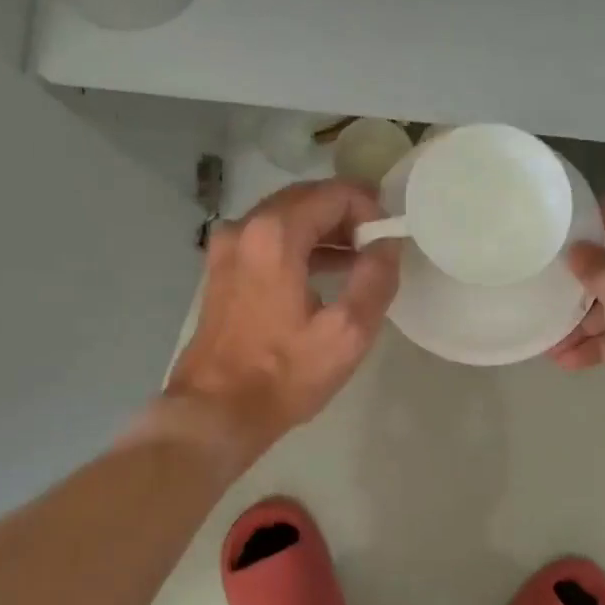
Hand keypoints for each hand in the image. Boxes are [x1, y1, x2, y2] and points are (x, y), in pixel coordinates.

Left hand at [164, 180, 399, 461]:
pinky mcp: (221, 268)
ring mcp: (226, 247)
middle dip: (348, 214)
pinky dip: (301, 244)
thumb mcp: (347, 332)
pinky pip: (268, 238)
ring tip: (360, 259)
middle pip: (307, 198)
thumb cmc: (284, 374)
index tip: (388, 239)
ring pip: (287, 216)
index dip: (370, 208)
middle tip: (378, 243)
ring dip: (325, 229)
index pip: (335, 193)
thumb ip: (376, 278)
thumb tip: (387, 244)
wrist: (215, 411)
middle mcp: (245, 227)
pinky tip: (325, 272)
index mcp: (275, 235)